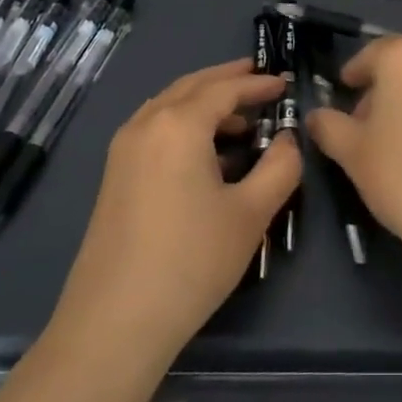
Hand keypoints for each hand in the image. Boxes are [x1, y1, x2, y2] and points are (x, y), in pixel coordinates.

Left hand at [50, 58, 299, 357]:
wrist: (114, 324)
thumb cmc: (191, 261)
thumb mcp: (251, 213)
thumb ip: (280, 166)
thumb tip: (288, 139)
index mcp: (179, 124)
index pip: (225, 89)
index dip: (258, 84)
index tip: (285, 83)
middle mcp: (146, 124)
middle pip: (192, 86)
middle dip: (227, 79)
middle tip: (259, 76)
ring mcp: (124, 150)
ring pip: (169, 106)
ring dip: (204, 102)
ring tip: (240, 119)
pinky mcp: (114, 176)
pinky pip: (155, 129)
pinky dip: (184, 123)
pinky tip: (206, 152)